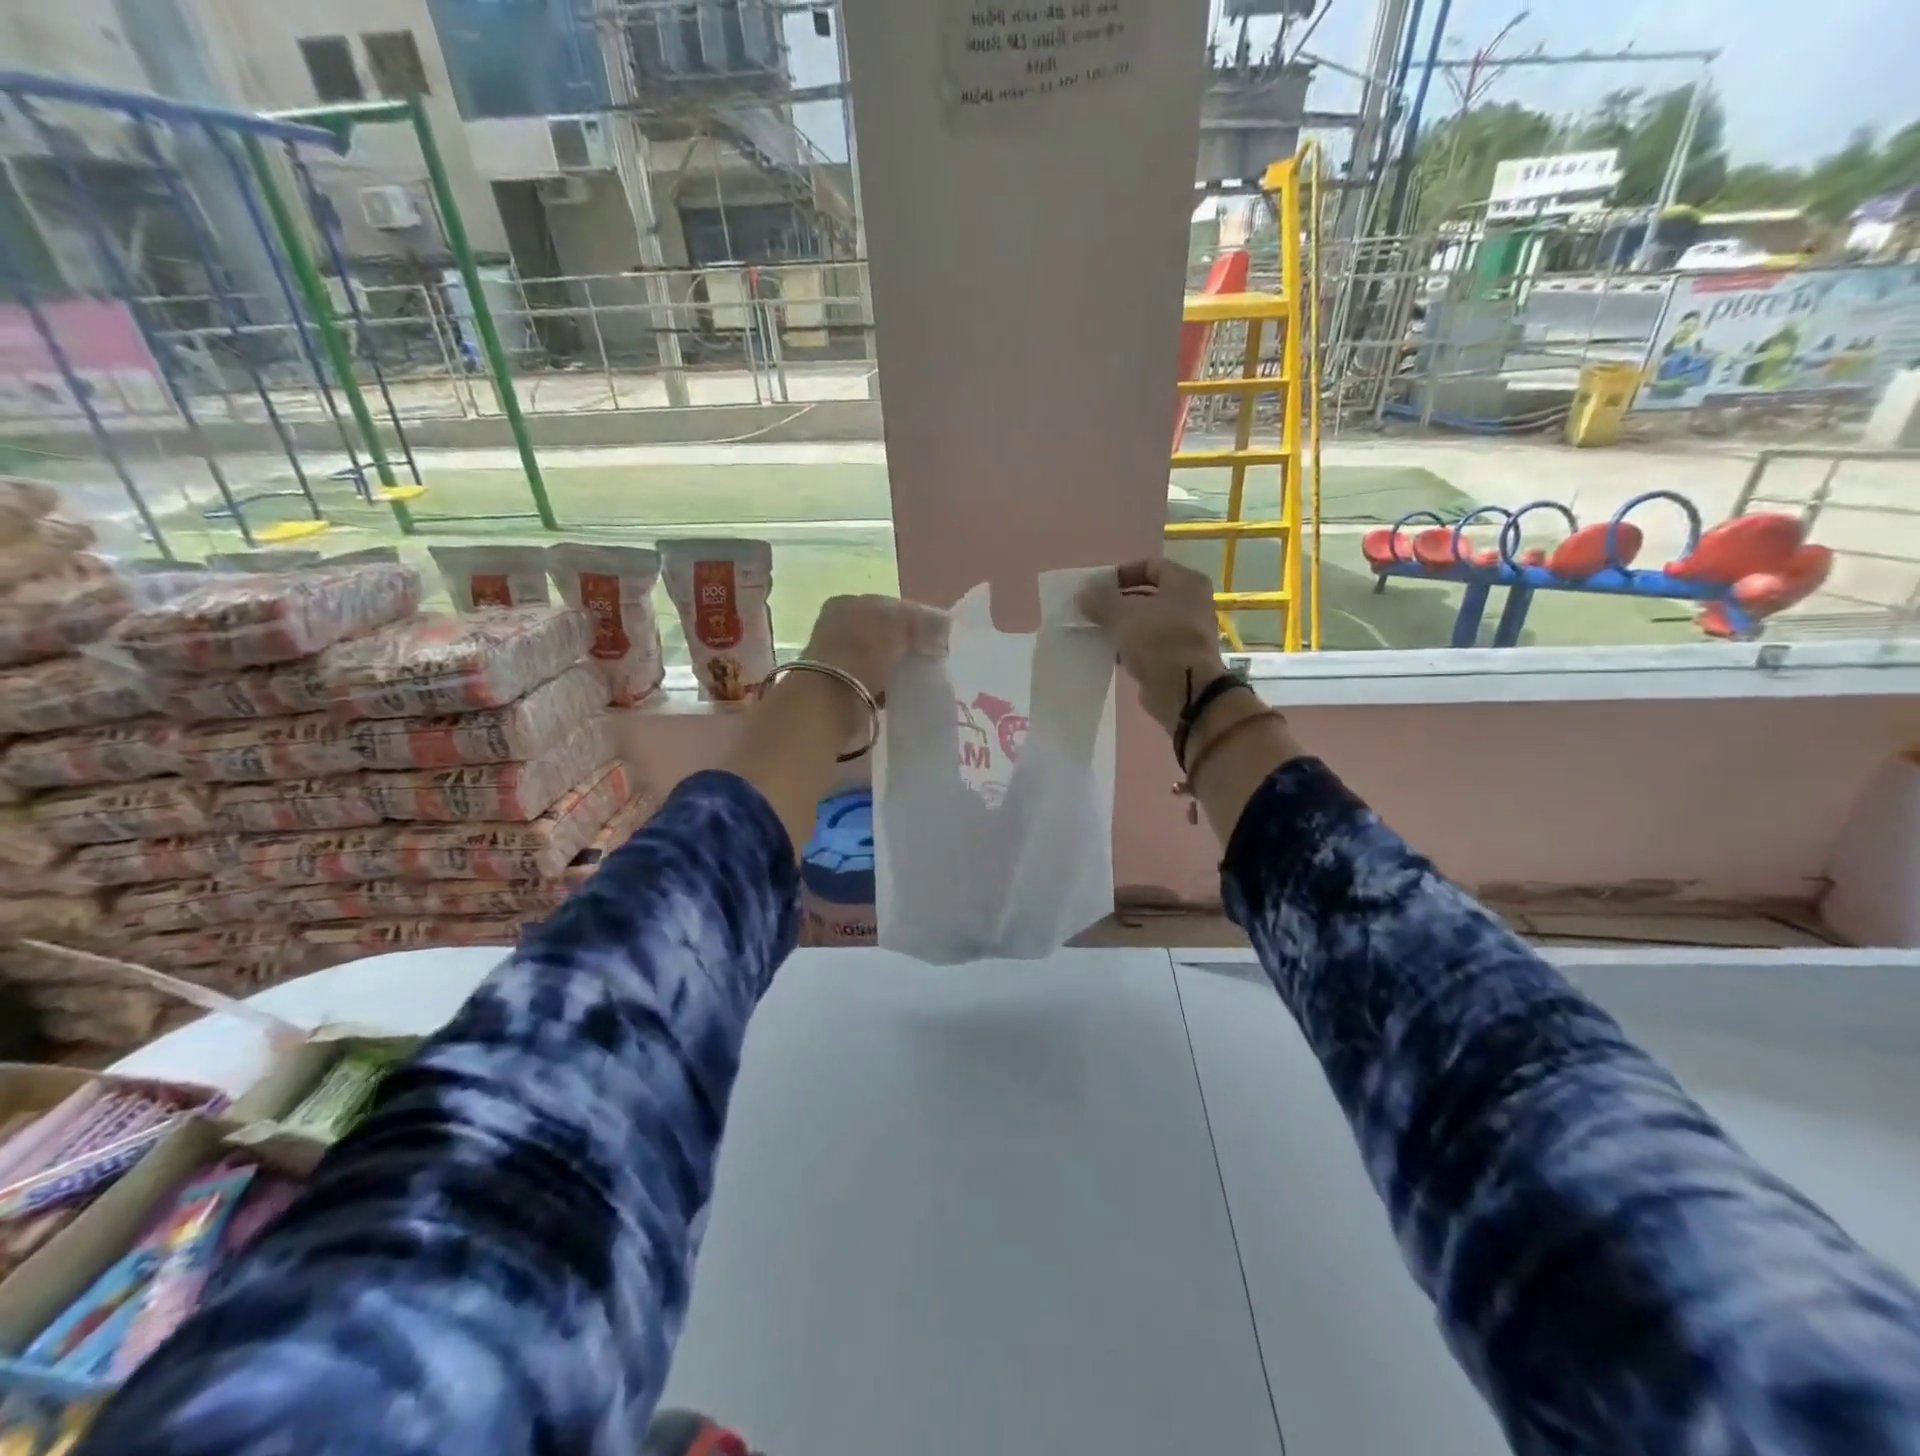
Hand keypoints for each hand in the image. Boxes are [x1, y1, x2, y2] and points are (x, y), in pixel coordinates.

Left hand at [802, 594, 949, 703]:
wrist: (831, 699)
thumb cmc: (863, 651)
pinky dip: (887, 688)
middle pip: (883, 633)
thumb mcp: (900, 626)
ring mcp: (837, 659)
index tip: (938, 636)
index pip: (889, 606)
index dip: (915, 618)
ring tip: (919, 678)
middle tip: (931, 657)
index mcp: (847, 603)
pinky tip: (901, 694)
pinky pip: (872, 683)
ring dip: (897, 668)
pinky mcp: (840, 688)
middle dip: (906, 645)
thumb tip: (945, 624)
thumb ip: (924, 622)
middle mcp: (838, 627)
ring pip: (878, 659)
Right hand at [1077, 559, 1228, 733]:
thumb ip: (1100, 600)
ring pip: (1146, 622)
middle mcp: (1191, 604)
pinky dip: (1129, 647)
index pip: (1150, 566)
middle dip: (1117, 602)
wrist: (1184, 690)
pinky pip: (1148, 646)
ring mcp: (1186, 633)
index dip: (1122, 574)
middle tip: (1091, 610)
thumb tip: (1082, 594)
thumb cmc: (1158, 640)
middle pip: (1147, 595)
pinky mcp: (1177, 659)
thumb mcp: (1122, 614)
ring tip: (1095, 631)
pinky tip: (1108, 652)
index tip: (1097, 588)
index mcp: (1186, 583)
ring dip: (1121, 626)